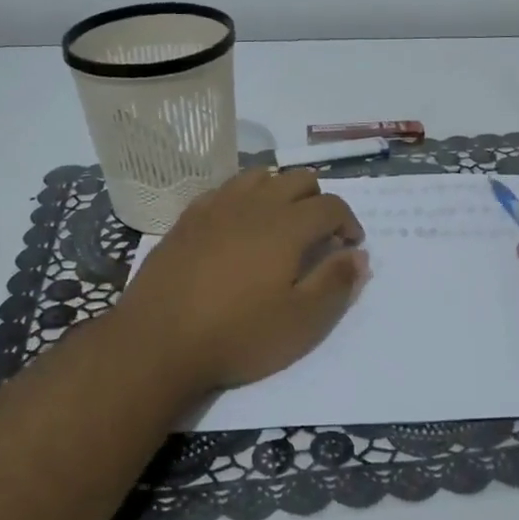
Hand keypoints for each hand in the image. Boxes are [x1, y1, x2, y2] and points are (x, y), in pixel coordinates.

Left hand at [114, 168, 367, 391]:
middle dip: (318, 200)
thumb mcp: (301, 322)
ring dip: (280, 192)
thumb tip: (359, 255)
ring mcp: (216, 207)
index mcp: (287, 226)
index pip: (331, 205)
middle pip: (298, 179)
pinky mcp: (187, 219)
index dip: (349, 222)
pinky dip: (243, 198)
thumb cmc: (238, 335)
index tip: (350, 246)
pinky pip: (224, 190)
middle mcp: (254, 205)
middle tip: (319, 235)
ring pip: (259, 176)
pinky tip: (238, 225)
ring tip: (281, 223)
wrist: (158, 342)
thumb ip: (336, 283)